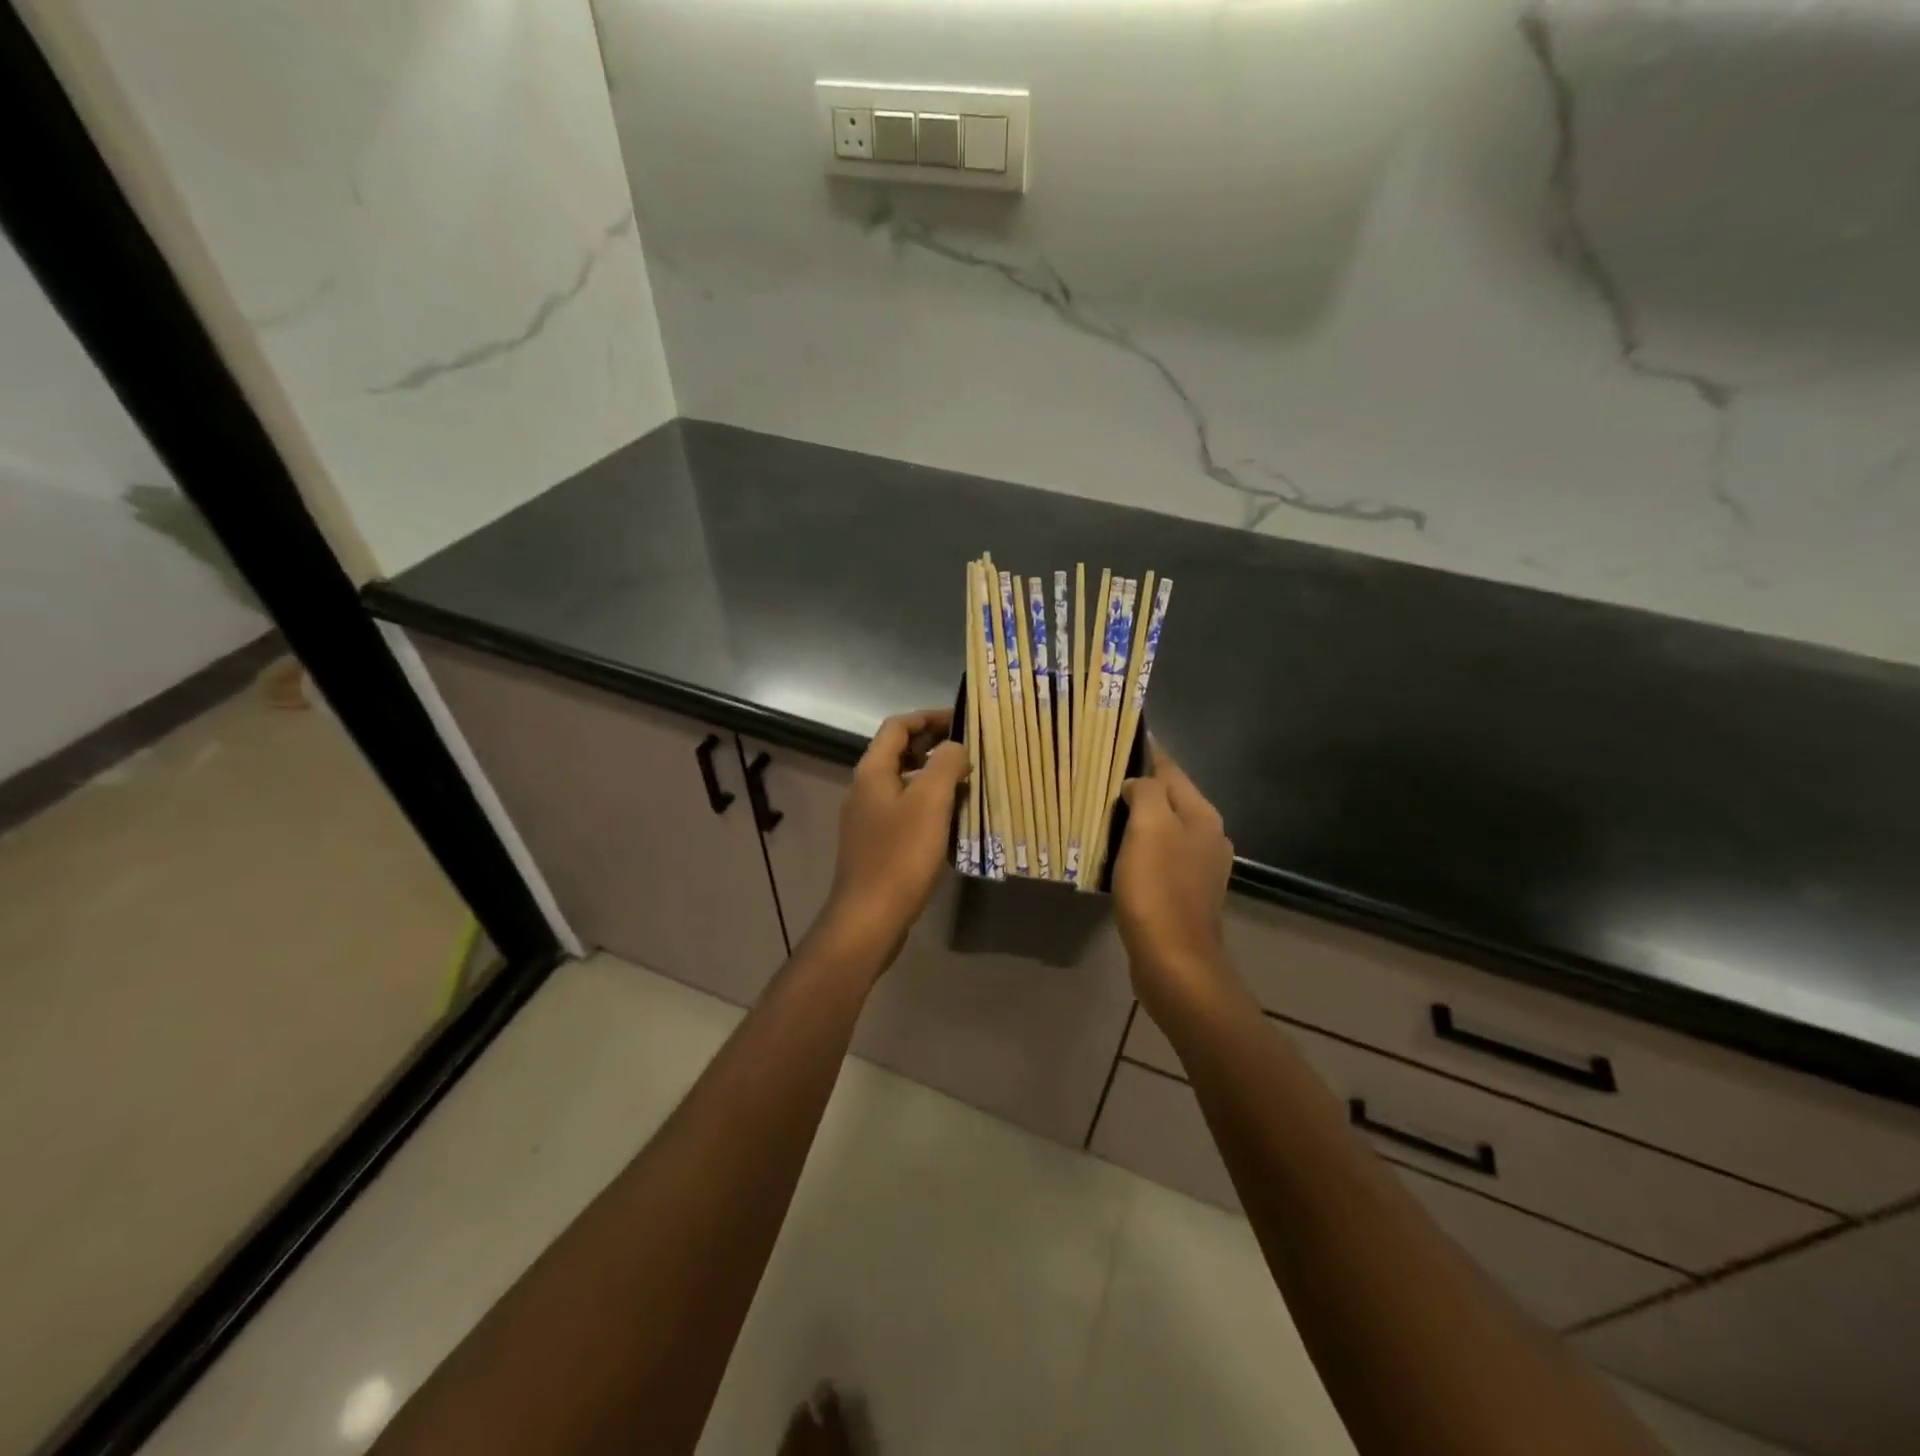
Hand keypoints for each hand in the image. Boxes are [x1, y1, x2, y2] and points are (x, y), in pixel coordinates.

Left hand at [817, 708, 969, 966]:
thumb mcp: (930, 802)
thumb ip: (945, 765)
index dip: (929, 716)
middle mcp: (865, 788)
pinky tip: (952, 818)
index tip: (962, 719)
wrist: (869, 917)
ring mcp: (868, 818)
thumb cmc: (900, 855)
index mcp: (873, 771)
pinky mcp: (876, 844)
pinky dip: (928, 804)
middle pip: (899, 752)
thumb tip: (955, 747)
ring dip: (934, 775)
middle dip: (934, 744)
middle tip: (971, 747)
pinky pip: (905, 810)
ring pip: (904, 782)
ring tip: (968, 779)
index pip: (898, 726)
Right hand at [1112, 743, 1236, 1022]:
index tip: (1119, 739)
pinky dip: (1141, 849)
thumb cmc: (1159, 889)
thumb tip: (1137, 783)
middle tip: (1101, 779)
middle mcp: (1209, 837)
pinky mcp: (1186, 894)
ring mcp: (1200, 868)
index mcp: (1203, 816)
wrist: (1174, 961)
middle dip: (1140, 786)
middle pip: (1169, 799)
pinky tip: (1120, 855)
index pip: (1171, 770)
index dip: (1147, 753)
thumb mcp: (1149, 828)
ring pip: (1165, 829)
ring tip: (1105, 813)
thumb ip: (1146, 792)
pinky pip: (1160, 857)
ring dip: (1139, 819)